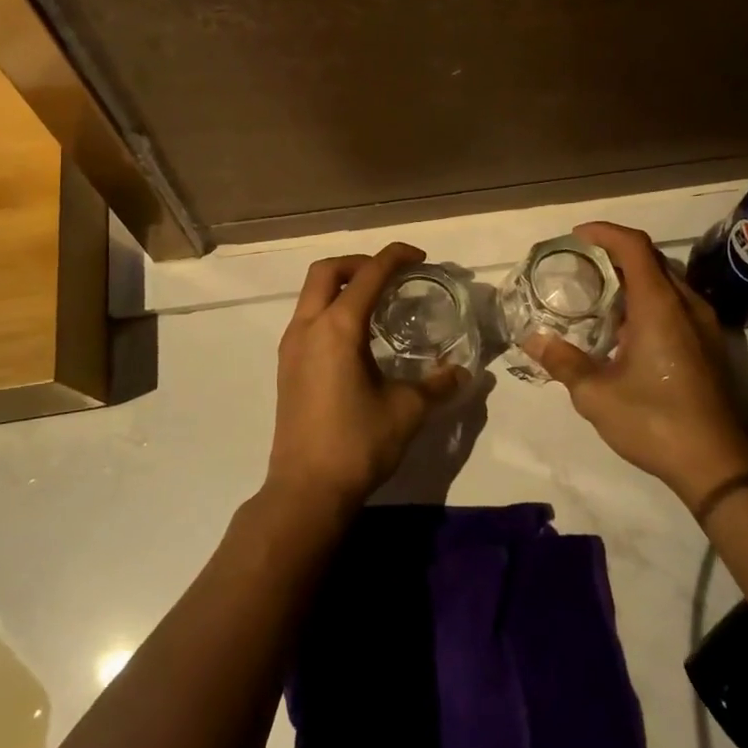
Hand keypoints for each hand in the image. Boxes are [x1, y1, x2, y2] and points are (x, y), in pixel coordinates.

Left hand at [269, 243, 465, 513]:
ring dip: (342, 285)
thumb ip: (437, 384)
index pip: (368, 274)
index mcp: (337, 328)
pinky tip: (356, 337)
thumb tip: (461, 372)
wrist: (306, 490)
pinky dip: (330, 309)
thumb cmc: (358, 443)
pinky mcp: (286, 366)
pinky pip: (307, 318)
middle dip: (360, 262)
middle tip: (391, 275)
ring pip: (311, 294)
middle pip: (326, 271)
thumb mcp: (407, 411)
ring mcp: (291, 347)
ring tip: (376, 302)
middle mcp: (308, 327)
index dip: (395, 257)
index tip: (421, 259)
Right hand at [525, 221, 747, 515]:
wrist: (719, 464)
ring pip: (665, 281)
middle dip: (614, 254)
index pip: (633, 246)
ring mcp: (703, 324)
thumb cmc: (656, 421)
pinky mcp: (709, 344)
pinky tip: (625, 330)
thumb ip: (563, 362)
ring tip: (597, 296)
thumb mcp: (597, 395)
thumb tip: (532, 339)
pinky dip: (647, 300)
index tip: (576, 237)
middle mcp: (686, 304)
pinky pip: (675, 303)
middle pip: (650, 258)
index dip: (604, 232)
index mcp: (660, 305)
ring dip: (632, 278)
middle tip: (579, 267)